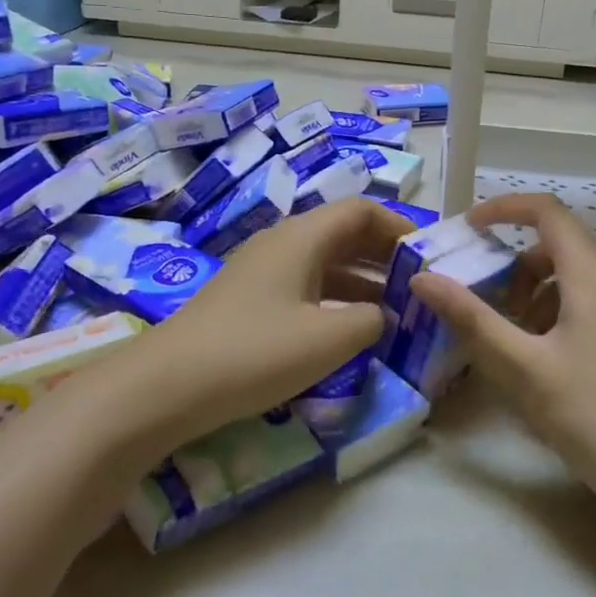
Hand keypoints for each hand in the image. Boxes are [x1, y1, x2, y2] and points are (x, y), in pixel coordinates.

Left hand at [144, 197, 407, 446]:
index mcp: (302, 237)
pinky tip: (349, 329)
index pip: (361, 210)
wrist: (167, 386)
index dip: (399, 228)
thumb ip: (370, 321)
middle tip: (420, 285)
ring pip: (324, 262)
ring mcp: (262, 271)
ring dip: (362, 280)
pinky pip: (305, 286)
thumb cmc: (255, 352)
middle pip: (343, 233)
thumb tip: (383, 314)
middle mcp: (282, 243)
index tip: (429, 257)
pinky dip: (335, 299)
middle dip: (384, 256)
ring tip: (395, 310)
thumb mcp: (327, 338)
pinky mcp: (249, 300)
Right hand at [408, 193, 595, 495]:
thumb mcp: (520, 366)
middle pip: (557, 246)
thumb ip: (469, 318)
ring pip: (570, 280)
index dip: (504, 208)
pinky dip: (551, 316)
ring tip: (508, 339)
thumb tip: (423, 278)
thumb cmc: (589, 413)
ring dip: (531, 294)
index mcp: (591, 277)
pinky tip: (538, 362)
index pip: (548, 212)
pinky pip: (584, 307)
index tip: (467, 229)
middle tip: (483, 301)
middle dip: (513, 265)